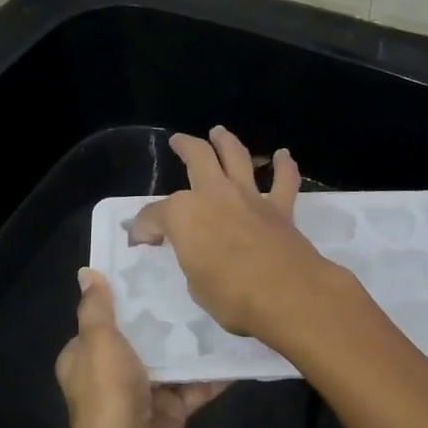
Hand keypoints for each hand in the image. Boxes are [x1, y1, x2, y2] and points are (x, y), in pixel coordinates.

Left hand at [56, 269, 226, 427]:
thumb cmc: (109, 399)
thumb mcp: (98, 344)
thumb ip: (96, 308)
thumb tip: (86, 272)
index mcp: (85, 356)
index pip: (103, 316)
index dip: (123, 292)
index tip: (152, 261)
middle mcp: (112, 372)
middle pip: (140, 333)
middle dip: (164, 311)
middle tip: (195, 276)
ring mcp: (143, 393)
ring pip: (171, 357)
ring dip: (191, 339)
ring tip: (220, 303)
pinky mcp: (172, 412)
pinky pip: (195, 384)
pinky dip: (213, 371)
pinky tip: (237, 346)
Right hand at [127, 126, 359, 351]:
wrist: (287, 295)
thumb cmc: (231, 295)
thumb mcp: (195, 284)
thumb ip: (189, 260)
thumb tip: (188, 251)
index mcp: (183, 214)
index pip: (154, 216)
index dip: (143, 228)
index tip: (140, 240)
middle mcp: (214, 194)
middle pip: (197, 158)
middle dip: (185, 146)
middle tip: (178, 141)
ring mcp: (248, 197)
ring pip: (236, 156)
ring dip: (226, 141)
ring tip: (219, 132)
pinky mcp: (279, 208)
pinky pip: (284, 180)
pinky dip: (284, 166)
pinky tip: (283, 155)